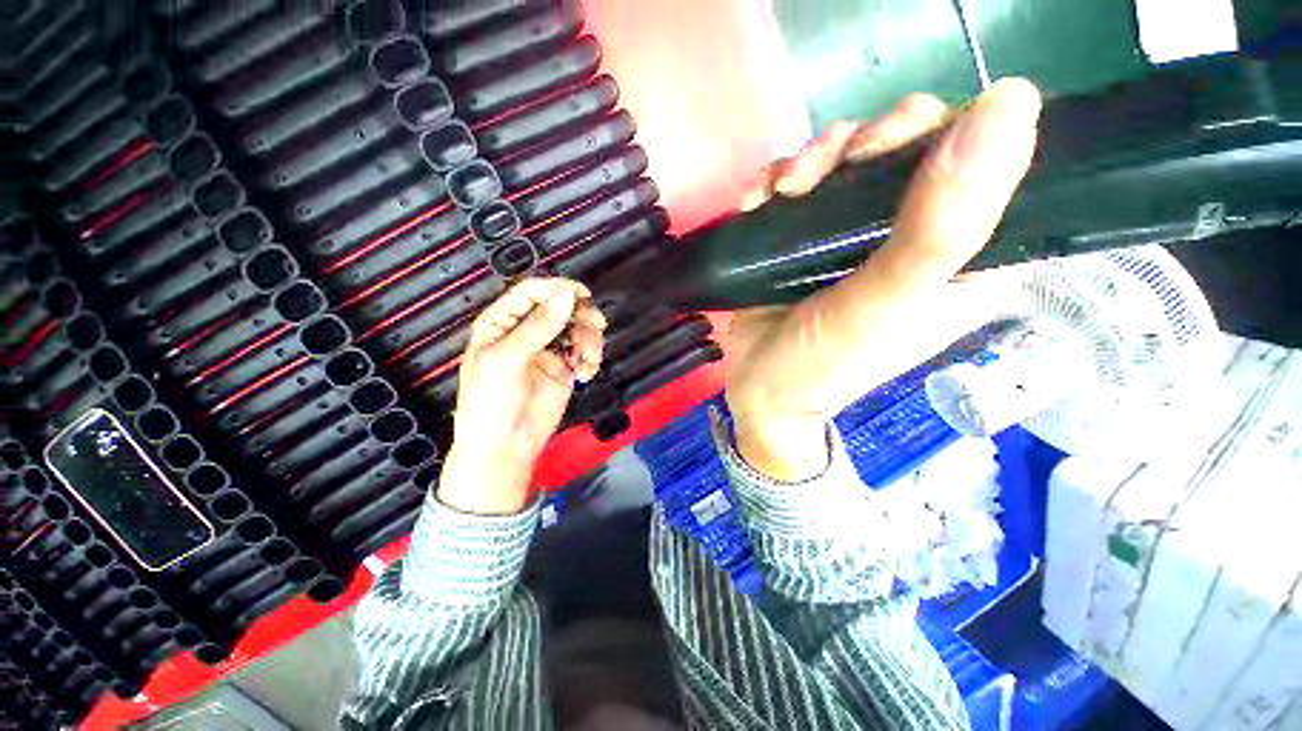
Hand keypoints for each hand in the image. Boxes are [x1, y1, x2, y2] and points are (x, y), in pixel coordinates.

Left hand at [437, 278, 606, 514]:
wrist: (504, 448)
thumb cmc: (490, 403)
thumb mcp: (508, 360)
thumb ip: (539, 326)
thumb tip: (566, 295)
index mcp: (502, 323)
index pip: (531, 292)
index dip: (556, 288)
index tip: (581, 295)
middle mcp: (527, 332)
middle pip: (560, 307)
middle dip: (581, 315)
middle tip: (596, 325)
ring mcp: (547, 350)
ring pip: (577, 328)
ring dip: (590, 340)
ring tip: (589, 360)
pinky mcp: (564, 368)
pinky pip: (585, 352)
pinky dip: (591, 359)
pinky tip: (586, 373)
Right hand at [727, 79, 1041, 480]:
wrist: (759, 394)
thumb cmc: (824, 365)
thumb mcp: (886, 305)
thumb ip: (943, 225)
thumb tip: (1011, 101)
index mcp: (960, 254)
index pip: (980, 159)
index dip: (940, 132)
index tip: (886, 148)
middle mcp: (911, 236)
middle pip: (906, 146)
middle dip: (863, 144)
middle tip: (824, 172)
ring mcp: (850, 236)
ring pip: (847, 159)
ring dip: (810, 160)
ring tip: (782, 192)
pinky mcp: (804, 239)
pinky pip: (800, 185)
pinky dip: (776, 180)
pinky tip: (758, 200)